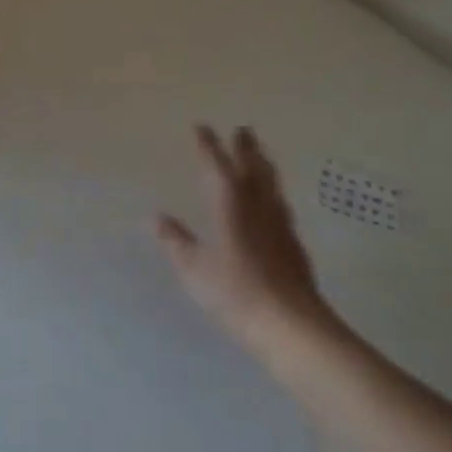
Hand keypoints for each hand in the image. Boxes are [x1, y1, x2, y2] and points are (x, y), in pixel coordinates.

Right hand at [156, 125, 350, 353]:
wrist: (290, 323)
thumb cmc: (234, 292)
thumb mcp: (194, 268)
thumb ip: (176, 241)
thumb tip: (157, 218)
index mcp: (230, 206)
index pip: (217, 167)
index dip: (208, 147)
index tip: (201, 127)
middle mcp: (258, 207)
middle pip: (253, 168)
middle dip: (245, 148)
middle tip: (242, 129)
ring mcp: (281, 224)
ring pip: (272, 184)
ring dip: (263, 165)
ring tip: (261, 155)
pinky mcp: (294, 243)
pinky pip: (281, 204)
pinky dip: (273, 192)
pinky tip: (274, 202)